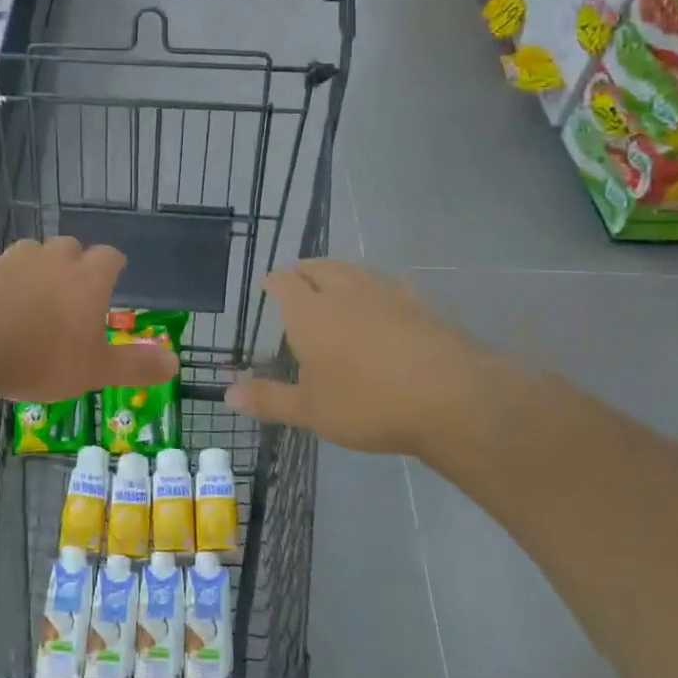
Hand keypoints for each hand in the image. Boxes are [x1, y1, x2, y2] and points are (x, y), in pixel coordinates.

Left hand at [0, 238, 177, 401]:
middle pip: (68, 246)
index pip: (109, 257)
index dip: (113, 264)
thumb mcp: (94, 370)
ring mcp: (9, 261)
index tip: (114, 273)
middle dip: (73, 261)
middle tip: (71, 287)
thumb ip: (135, 366)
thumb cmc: (41, 357)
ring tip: (29, 295)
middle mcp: (50, 260)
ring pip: (28, 251)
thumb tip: (175, 363)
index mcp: (86, 280)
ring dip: (33, 267)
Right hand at [227, 259, 497, 457]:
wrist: (451, 398)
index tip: (268, 284)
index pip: (285, 282)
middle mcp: (345, 292)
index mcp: (310, 312)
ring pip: (355, 271)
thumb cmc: (367, 404)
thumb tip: (226, 395)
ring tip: (334, 282)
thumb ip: (269, 399)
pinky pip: (389, 285)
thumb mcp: (311, 410)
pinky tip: (383, 301)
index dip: (273, 281)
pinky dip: (375, 288)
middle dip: (305, 270)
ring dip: (339, 272)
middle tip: (298, 278)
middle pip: (320, 267)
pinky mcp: (420, 305)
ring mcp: (387, 294)